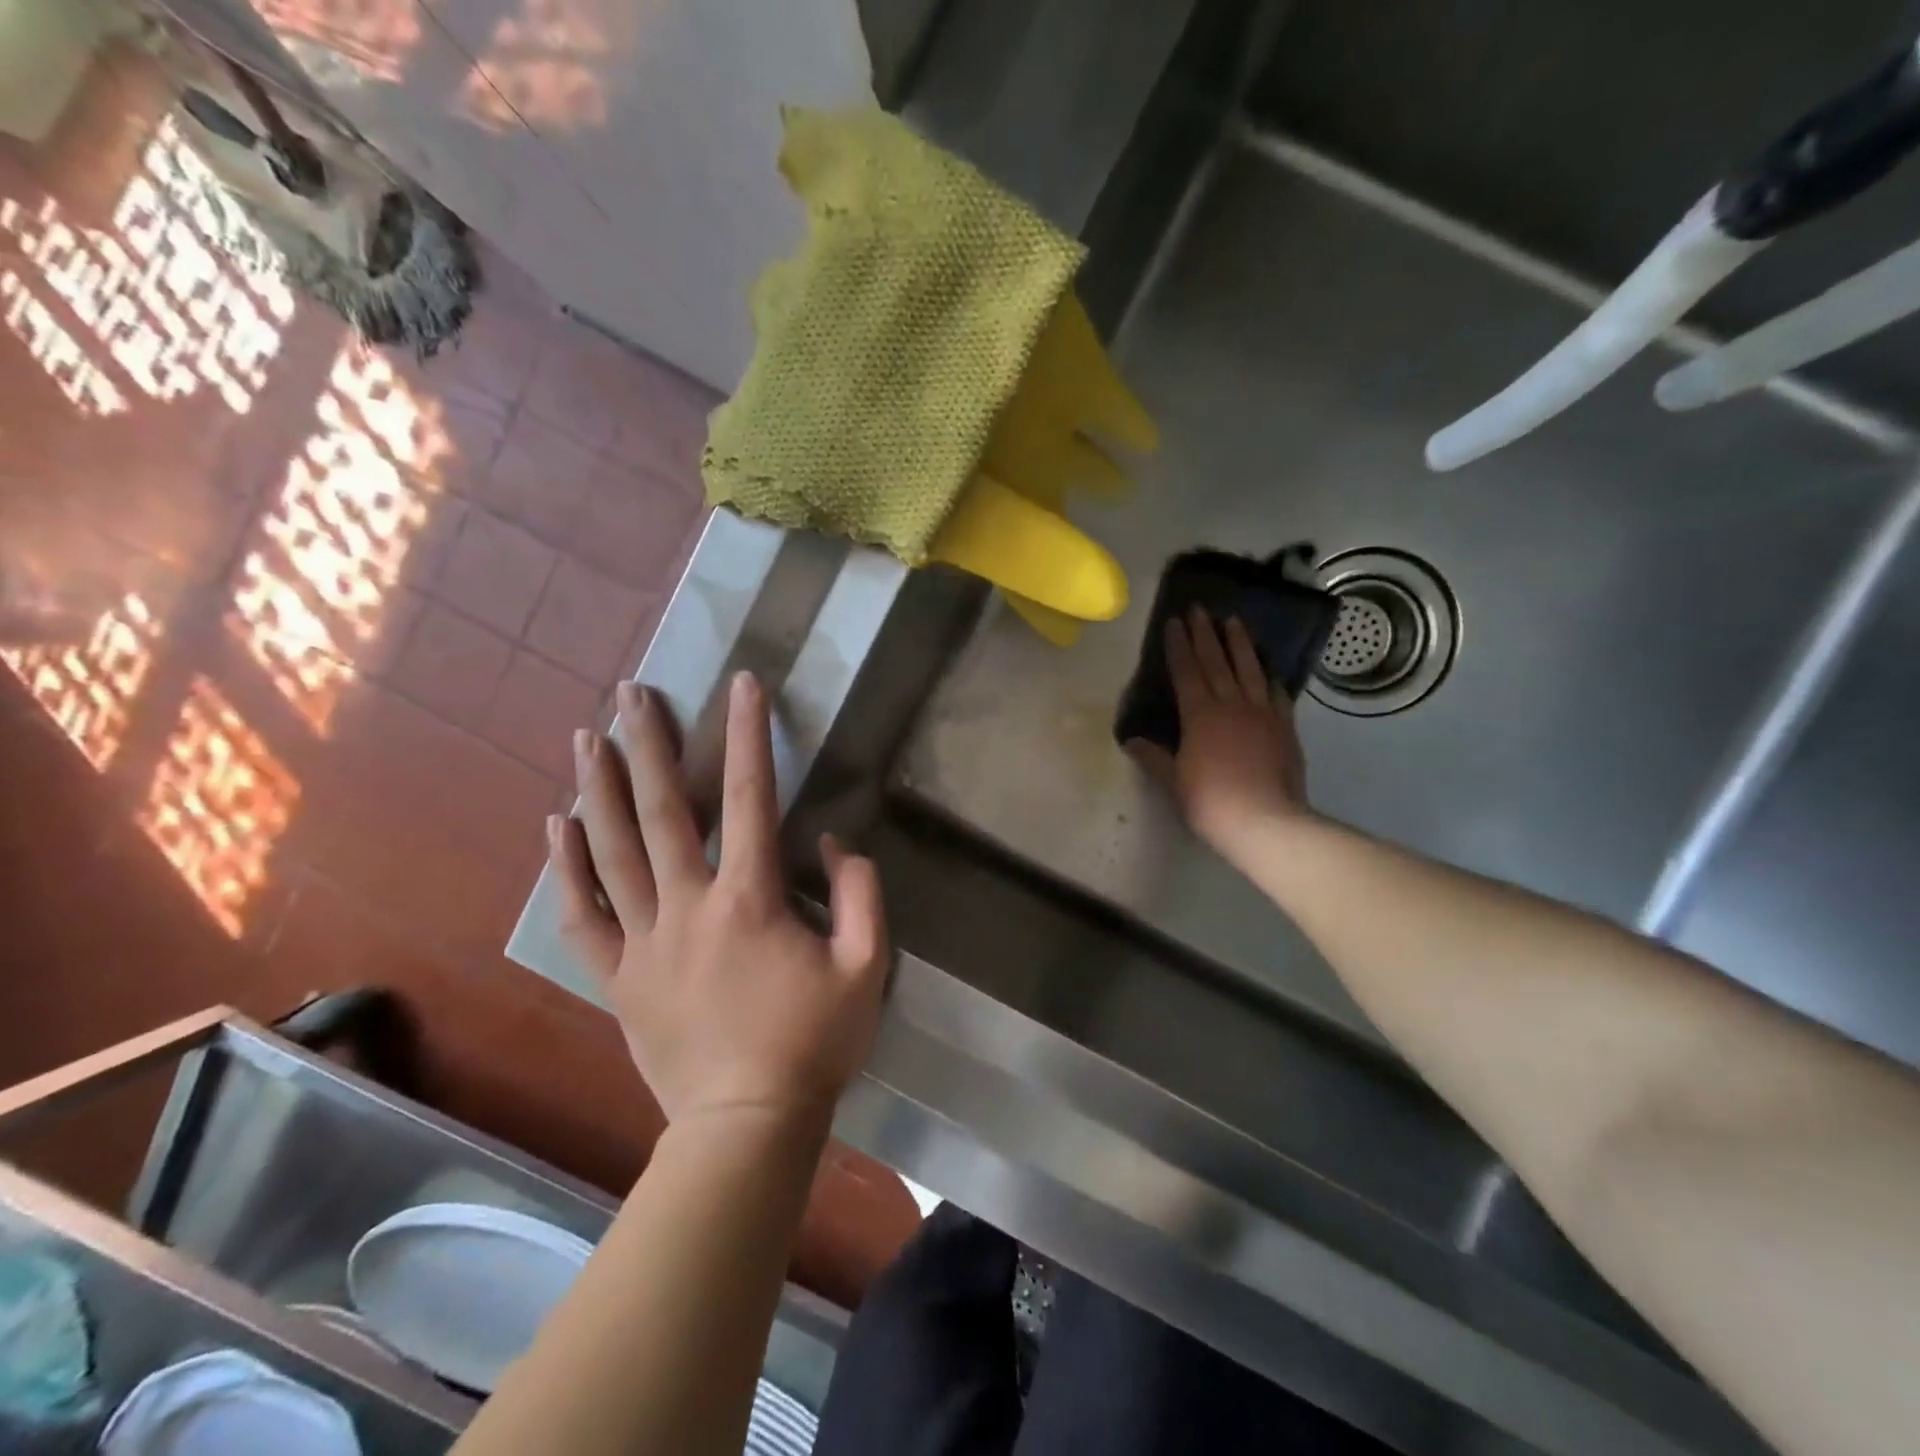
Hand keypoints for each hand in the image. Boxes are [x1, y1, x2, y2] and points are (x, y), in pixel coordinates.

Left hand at [549, 673, 889, 1131]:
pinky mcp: (618, 975)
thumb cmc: (814, 1043)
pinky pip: (582, 914)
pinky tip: (556, 826)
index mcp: (751, 899)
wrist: (746, 1125)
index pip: (749, 797)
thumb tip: (828, 840)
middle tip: (629, 692)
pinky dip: (566, 867)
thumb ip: (860, 893)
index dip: (748, 735)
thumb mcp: (867, 967)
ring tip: (583, 736)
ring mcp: (644, 940)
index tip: (742, 684)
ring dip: (596, 788)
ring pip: (611, 851)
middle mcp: (688, 905)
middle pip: (661, 810)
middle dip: (646, 743)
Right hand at [1130, 606, 1312, 852]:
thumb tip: (1131, 740)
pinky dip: (1270, 678)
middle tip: (1201, 608)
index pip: (1186, 671)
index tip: (1175, 621)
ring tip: (1234, 620)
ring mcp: (1262, 713)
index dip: (1179, 645)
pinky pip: (1277, 694)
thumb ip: (1153, 757)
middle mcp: (1231, 704)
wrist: (1266, 821)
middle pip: (1217, 662)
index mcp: (1199, 715)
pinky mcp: (1284, 727)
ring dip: (1239, 643)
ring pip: (1249, 669)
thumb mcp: (1173, 781)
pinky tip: (1268, 670)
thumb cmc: (1210, 802)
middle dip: (1206, 634)